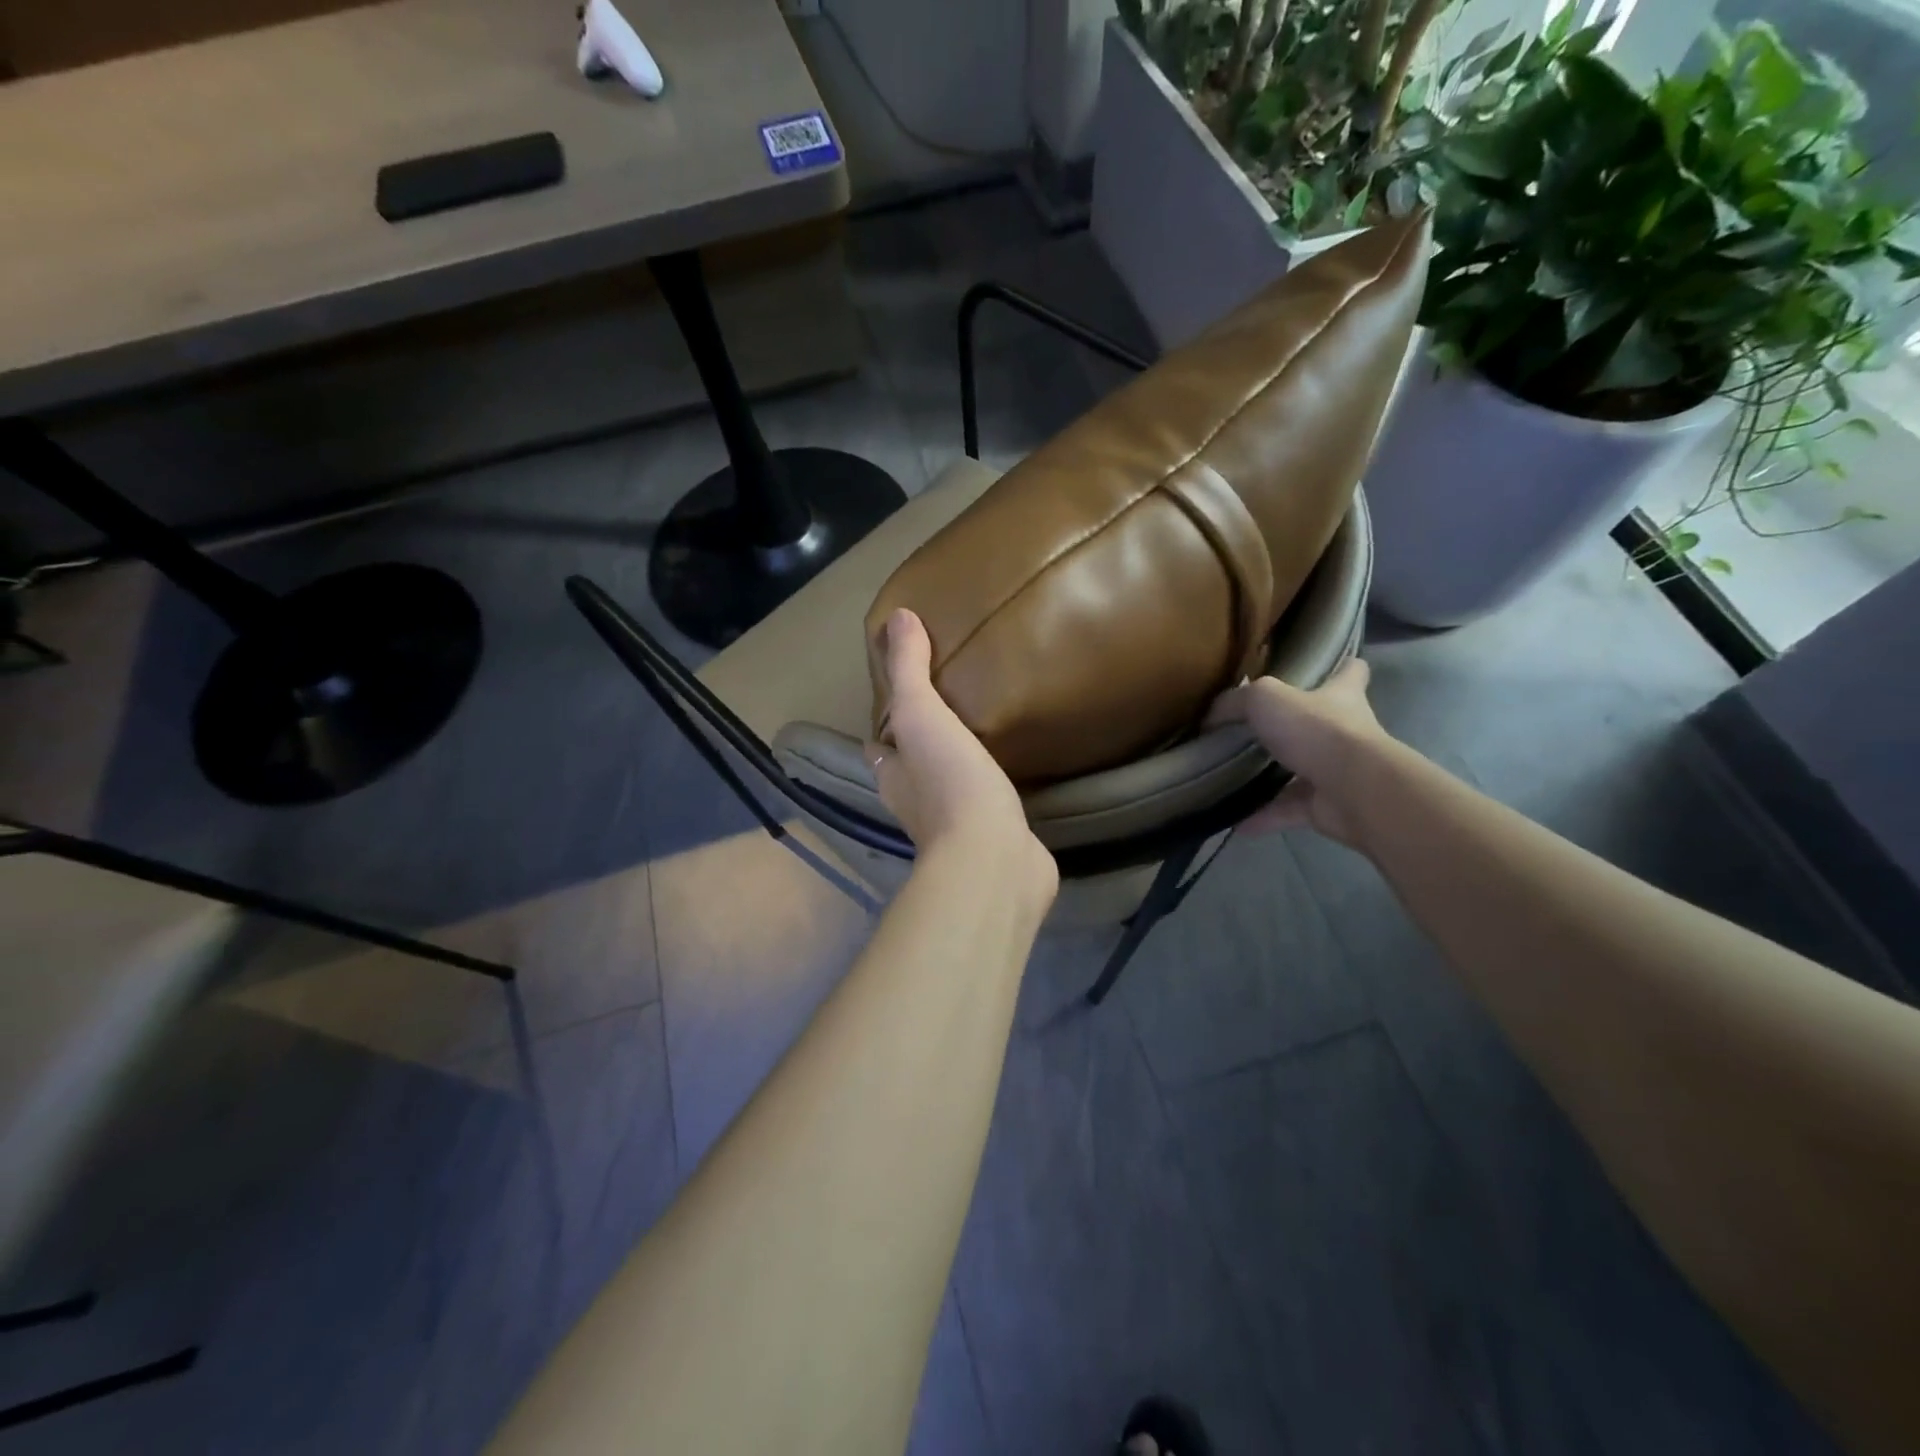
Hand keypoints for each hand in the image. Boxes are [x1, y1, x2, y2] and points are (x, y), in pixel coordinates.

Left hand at [869, 610, 1057, 895]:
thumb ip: (909, 669)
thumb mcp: (922, 714)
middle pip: (912, 765)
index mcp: (892, 774)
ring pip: (949, 784)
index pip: (879, 743)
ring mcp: (953, 824)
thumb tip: (897, 616)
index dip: (888, 720)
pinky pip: (986, 802)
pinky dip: (991, 786)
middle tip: (952, 704)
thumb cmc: (949, 782)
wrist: (992, 858)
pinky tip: (1013, 768)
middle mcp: (914, 801)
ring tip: (984, 729)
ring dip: (958, 763)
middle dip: (923, 741)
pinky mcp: (990, 836)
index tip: (907, 692)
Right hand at [1204, 658, 1391, 848]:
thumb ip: (1234, 703)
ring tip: (1234, 780)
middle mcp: (1346, 732)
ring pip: (1301, 772)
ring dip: (1272, 778)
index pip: (1351, 672)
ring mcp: (1338, 771)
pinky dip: (1263, 816)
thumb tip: (1210, 718)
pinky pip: (1288, 810)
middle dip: (1295, 727)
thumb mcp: (1264, 699)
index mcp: (1340, 696)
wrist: (1353, 789)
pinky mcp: (1327, 806)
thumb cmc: (1316, 729)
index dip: (1341, 667)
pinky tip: (1235, 821)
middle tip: (1255, 730)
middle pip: (1323, 723)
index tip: (1325, 668)